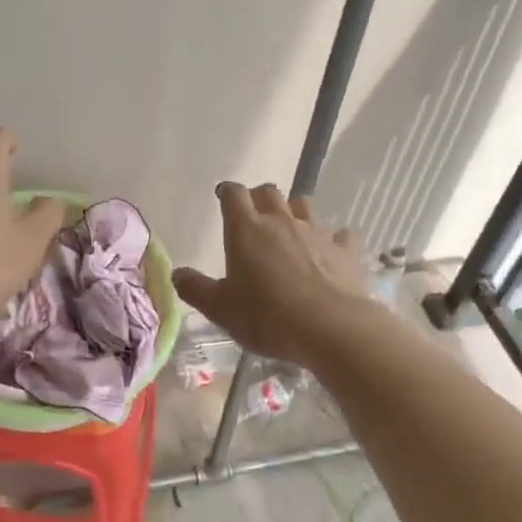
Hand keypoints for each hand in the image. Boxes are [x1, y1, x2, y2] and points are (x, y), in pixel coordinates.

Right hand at [173, 183, 370, 368]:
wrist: (331, 329)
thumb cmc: (267, 316)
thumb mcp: (221, 309)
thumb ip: (196, 289)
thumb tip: (176, 274)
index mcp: (246, 230)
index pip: (234, 195)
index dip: (228, 193)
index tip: (224, 198)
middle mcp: (281, 222)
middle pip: (269, 192)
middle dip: (260, 198)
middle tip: (254, 215)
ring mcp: (317, 232)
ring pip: (304, 206)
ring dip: (294, 212)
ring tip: (290, 230)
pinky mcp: (345, 250)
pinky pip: (339, 235)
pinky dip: (333, 240)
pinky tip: (331, 253)